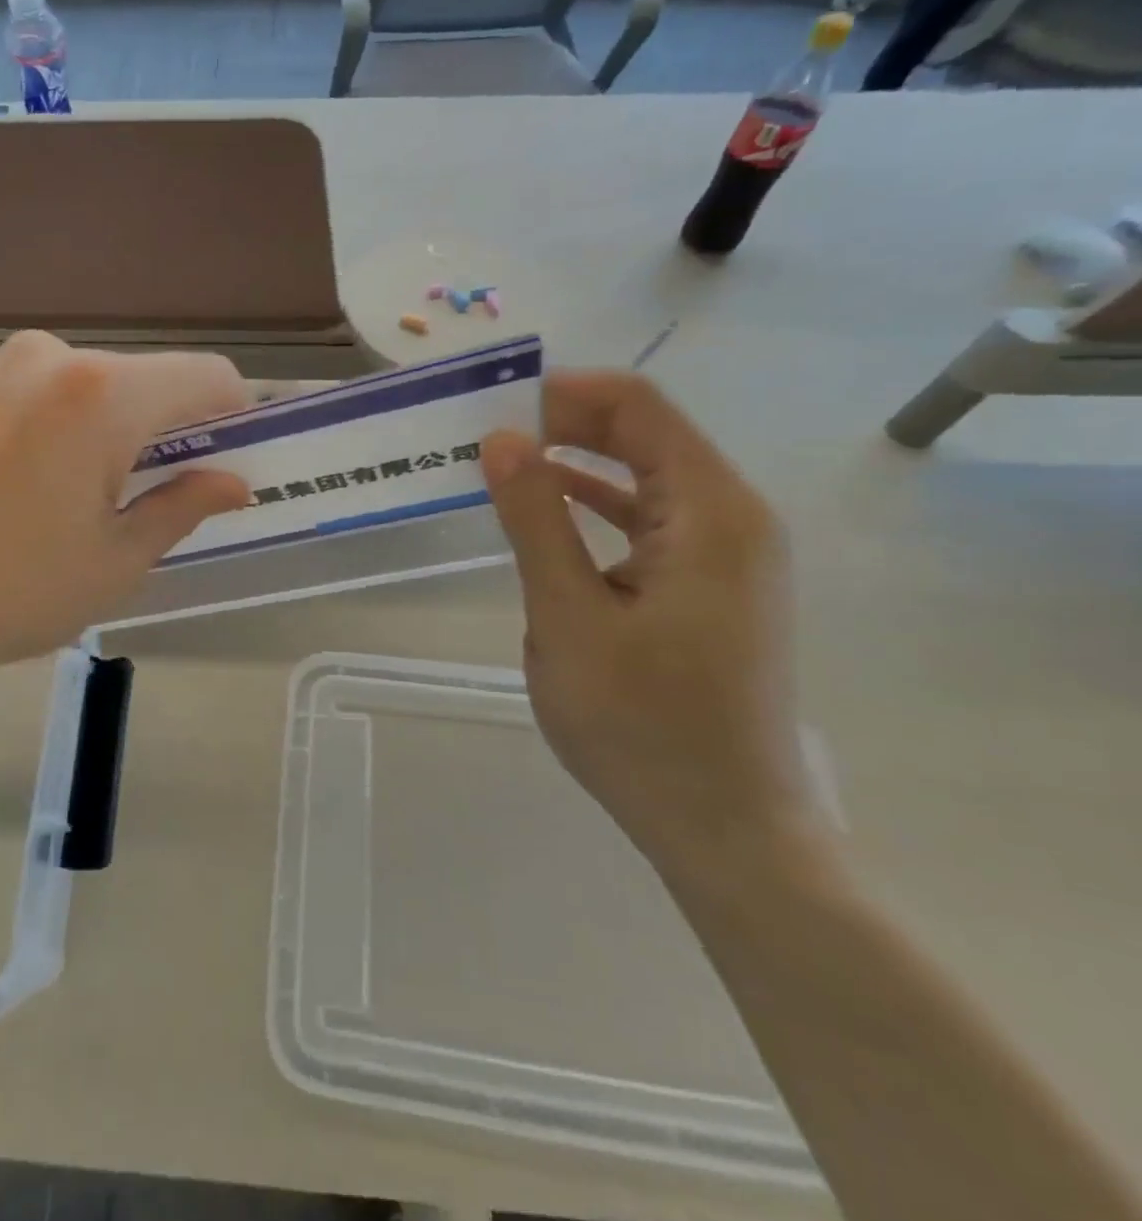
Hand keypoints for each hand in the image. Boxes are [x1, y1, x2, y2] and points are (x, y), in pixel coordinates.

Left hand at [0, 333, 250, 715]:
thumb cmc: (12, 590)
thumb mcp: (116, 560)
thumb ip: (184, 506)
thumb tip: (234, 483)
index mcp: (103, 394)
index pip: (208, 376)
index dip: (235, 415)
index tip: (231, 461)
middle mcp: (51, 357)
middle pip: (147, 380)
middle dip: (169, 429)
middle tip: (160, 495)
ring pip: (91, 386)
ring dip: (112, 429)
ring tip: (85, 499)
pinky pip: (39, 393)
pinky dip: (60, 426)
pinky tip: (31, 486)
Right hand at [480, 372, 828, 881]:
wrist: (725, 827)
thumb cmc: (642, 725)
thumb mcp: (569, 617)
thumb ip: (535, 520)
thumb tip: (502, 439)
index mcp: (712, 513)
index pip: (639, 408)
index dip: (565, 393)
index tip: (494, 404)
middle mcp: (733, 518)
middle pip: (645, 435)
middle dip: (565, 424)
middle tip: (487, 436)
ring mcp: (727, 555)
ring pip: (646, 477)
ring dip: (576, 464)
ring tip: (503, 466)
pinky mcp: (711, 586)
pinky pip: (650, 520)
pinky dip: (595, 506)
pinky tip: (546, 515)